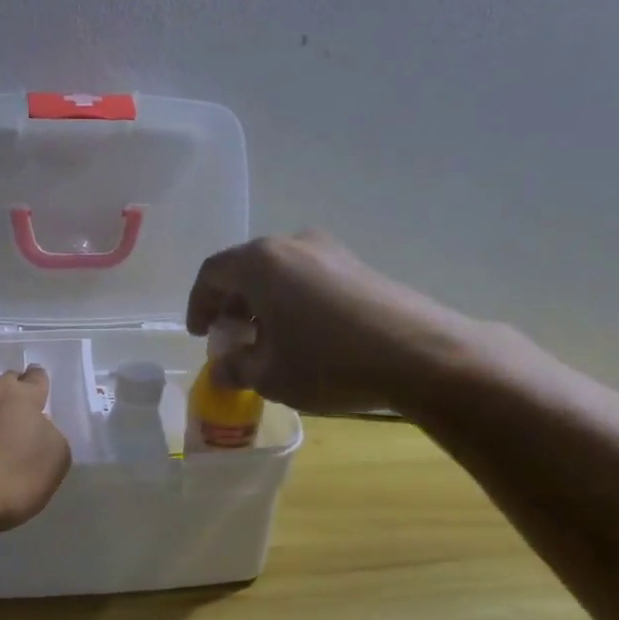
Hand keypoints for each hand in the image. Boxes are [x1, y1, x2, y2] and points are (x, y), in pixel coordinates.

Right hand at [186, 232, 484, 414]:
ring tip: (266, 342)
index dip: (198, 304)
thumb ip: (235, 369)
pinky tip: (303, 337)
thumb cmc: (327, 361)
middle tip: (230, 340)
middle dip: (231, 305)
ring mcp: (330, 251)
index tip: (200, 335)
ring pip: (279, 274)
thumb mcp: (269, 375)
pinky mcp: (358, 266)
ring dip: (262, 305)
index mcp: (260, 261)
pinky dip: (292, 303)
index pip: (212, 273)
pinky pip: (308, 279)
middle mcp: (292, 244)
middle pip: (246, 269)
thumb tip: (221, 370)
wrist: (420, 354)